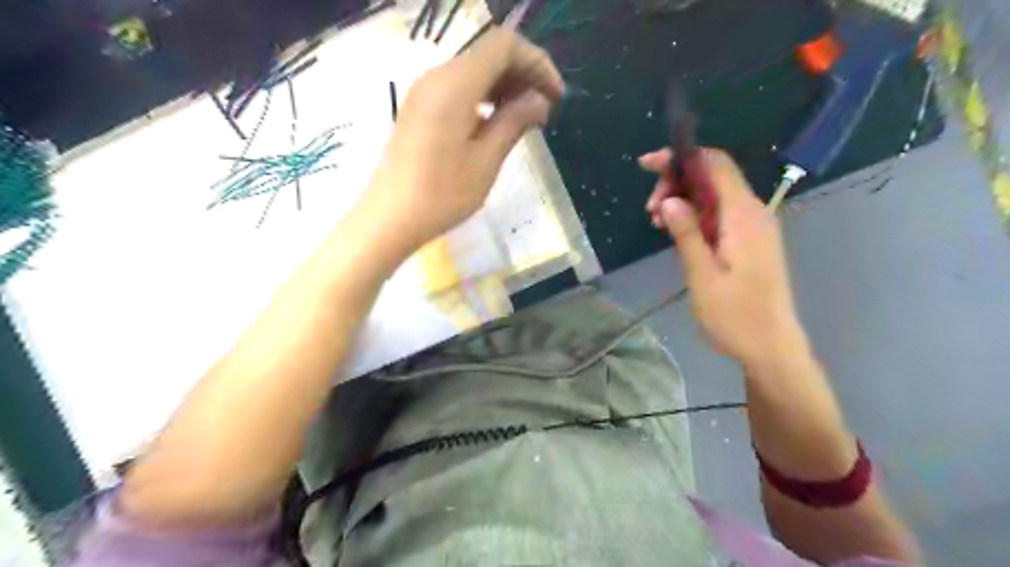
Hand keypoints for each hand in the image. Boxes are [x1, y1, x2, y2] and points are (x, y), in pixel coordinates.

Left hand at [364, 26, 565, 253]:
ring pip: (474, 71)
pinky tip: (496, 123)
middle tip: (545, 110)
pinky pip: (459, 88)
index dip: (537, 63)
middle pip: (489, 55)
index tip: (556, 96)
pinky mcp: (419, 108)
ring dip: (505, 87)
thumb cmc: (441, 195)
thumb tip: (539, 100)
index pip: (504, 46)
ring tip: (526, 119)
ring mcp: (424, 91)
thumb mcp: (486, 161)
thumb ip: (514, 121)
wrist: (390, 218)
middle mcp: (436, 77)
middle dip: (523, 74)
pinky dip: (485, 97)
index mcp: (455, 85)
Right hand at [643, 147, 809, 363]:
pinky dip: (694, 216)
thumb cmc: (736, 316)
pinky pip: (718, 214)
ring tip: (657, 223)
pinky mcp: (748, 240)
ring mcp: (752, 227)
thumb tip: (669, 199)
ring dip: (682, 201)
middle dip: (676, 183)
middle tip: (650, 211)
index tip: (648, 166)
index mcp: (743, 216)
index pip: (714, 164)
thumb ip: (687, 234)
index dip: (681, 157)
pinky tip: (675, 232)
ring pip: (713, 196)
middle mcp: (752, 213)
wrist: (771, 347)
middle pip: (712, 177)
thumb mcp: (702, 276)